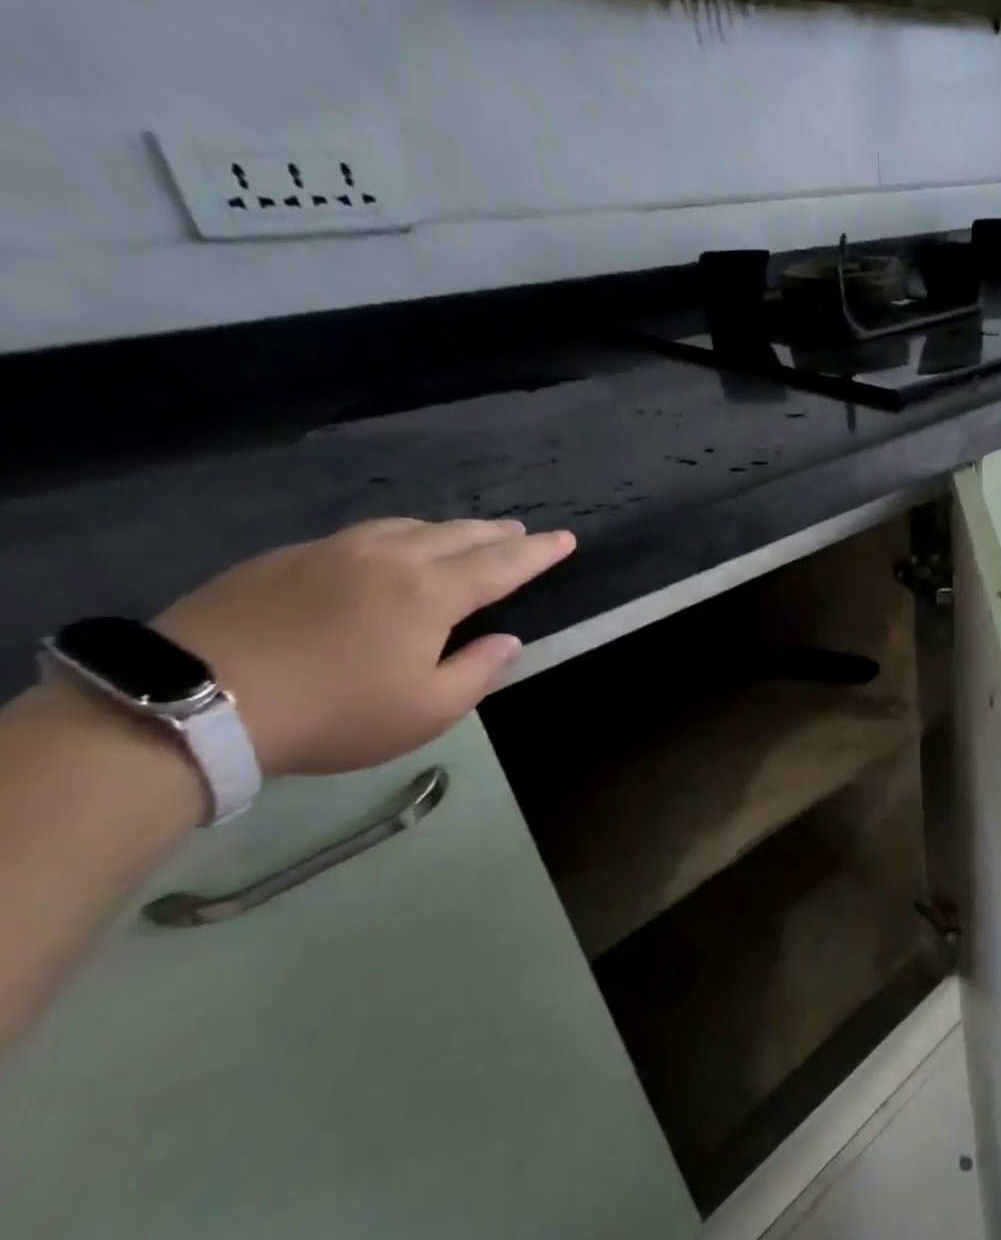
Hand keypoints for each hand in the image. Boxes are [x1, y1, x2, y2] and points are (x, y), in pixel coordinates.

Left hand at [155, 518, 574, 776]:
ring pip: (406, 526)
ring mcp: (331, 552)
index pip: (502, 564)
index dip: (539, 552)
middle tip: (521, 532)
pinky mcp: (284, 558)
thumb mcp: (428, 710)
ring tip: (464, 535)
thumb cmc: (336, 712)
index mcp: (430, 593)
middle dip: (497, 533)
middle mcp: (388, 558)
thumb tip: (507, 641)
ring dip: (447, 529)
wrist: (196, 701)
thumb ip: (478, 671)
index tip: (566, 538)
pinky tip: (391, 550)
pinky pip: (360, 535)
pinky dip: (396, 536)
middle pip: (457, 534)